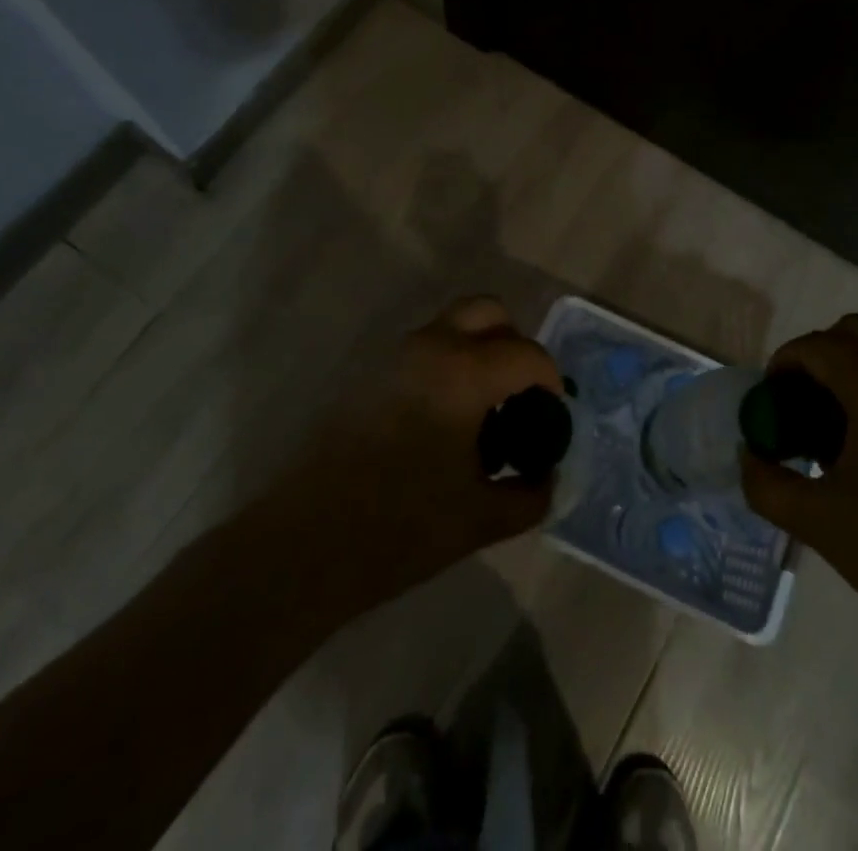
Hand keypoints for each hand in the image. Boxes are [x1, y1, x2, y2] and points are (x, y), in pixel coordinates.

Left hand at [271, 297, 562, 615]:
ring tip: (482, 410)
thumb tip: (547, 477)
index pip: (526, 354)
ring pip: (451, 326)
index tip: (553, 412)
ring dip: (478, 350)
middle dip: (514, 343)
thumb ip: (529, 494)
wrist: (304, 544)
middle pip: (487, 311)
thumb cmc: (400, 528)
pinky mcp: (368, 376)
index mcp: (463, 373)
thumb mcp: (481, 520)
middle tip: (519, 392)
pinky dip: (447, 365)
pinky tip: (442, 423)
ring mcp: (393, 357)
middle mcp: (430, 348)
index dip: (550, 379)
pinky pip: (423, 350)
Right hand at [741, 315, 857, 666]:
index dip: (783, 364)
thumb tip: (750, 457)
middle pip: (854, 331)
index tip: (770, 400)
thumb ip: (767, 483)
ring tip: (838, 426)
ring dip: (853, 368)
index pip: (816, 347)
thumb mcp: (821, 524)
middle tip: (801, 402)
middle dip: (818, 356)